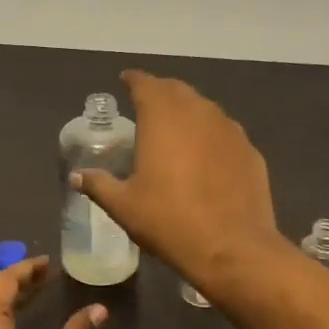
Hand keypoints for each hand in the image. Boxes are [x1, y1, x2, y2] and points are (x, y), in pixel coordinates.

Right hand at [71, 70, 286, 293]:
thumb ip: (99, 184)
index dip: (134, 80)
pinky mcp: (250, 152)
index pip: (146, 84)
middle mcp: (198, 113)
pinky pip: (225, 133)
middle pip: (177, 90)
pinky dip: (210, 135)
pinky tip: (206, 156)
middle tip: (146, 104)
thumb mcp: (124, 206)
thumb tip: (77, 176)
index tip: (125, 80)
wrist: (232, 248)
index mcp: (163, 118)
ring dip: (188, 112)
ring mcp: (230, 131)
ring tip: (175, 128)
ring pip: (205, 109)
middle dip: (160, 92)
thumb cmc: (169, 221)